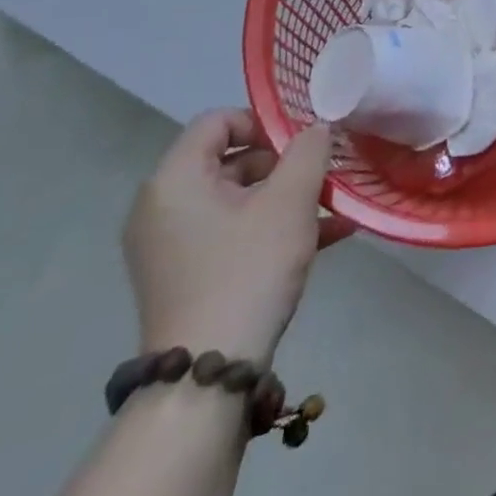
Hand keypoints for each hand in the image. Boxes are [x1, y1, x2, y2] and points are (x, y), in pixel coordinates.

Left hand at [123, 110, 346, 364]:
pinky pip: (231, 232)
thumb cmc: (247, 269)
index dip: (263, 123)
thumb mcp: (290, 201)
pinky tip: (327, 237)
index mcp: (175, 180)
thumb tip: (316, 128)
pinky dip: (271, 228)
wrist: (208, 375)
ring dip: (286, 198)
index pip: (217, 121)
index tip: (300, 145)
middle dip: (283, 165)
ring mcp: (170, 246)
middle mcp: (161, 207)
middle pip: (229, 160)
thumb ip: (308, 150)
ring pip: (237, 199)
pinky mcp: (184, 276)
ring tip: (334, 209)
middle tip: (321, 178)